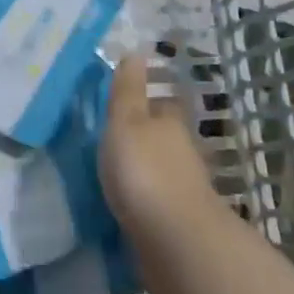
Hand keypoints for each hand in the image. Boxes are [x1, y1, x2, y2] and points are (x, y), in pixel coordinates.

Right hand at [101, 53, 220, 238]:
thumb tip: (136, 51)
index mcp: (170, 125)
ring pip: (160, 172)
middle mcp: (183, 154)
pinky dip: (143, 202)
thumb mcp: (127, 121)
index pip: (162, 105)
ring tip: (110, 175)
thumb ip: (128, 91)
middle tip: (111, 140)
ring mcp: (183, 191)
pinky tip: (123, 207)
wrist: (174, 242)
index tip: (124, 103)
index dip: (146, 102)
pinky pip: (155, 205)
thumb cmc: (145, 171)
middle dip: (144, 139)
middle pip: (163, 139)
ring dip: (143, 172)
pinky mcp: (176, 224)